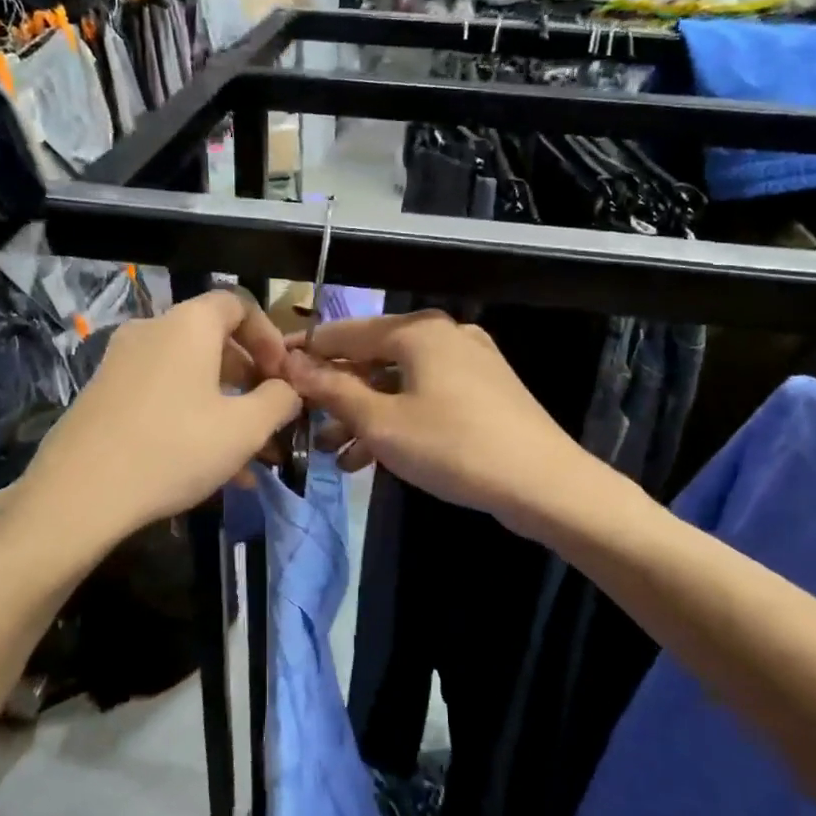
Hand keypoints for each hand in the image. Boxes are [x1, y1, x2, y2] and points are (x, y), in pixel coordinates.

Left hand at [20, 290, 301, 540]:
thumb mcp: (244, 428)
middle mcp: (152, 330)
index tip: (283, 376)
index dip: (269, 336)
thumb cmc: (175, 448)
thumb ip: (278, 400)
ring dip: (222, 407)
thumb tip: (287, 389)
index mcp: (189, 325)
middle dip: (248, 378)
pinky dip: (189, 418)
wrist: (79, 493)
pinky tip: (207, 469)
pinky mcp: (103, 395)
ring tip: (246, 458)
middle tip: (268, 417)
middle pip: (213, 341)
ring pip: (188, 375)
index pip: (238, 304)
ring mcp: (121, 362)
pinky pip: (161, 395)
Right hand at [283, 310, 590, 532]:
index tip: (271, 374)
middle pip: (371, 358)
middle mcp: (442, 335)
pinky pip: (424, 396)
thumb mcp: (381, 423)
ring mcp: (467, 362)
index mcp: (417, 331)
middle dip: (335, 394)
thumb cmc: (453, 446)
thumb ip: (333, 390)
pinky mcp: (482, 391)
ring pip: (397, 382)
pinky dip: (396, 420)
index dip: (304, 354)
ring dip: (363, 414)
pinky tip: (370, 457)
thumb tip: (291, 365)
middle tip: (303, 424)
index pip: (343, 333)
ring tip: (332, 452)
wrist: (544, 484)